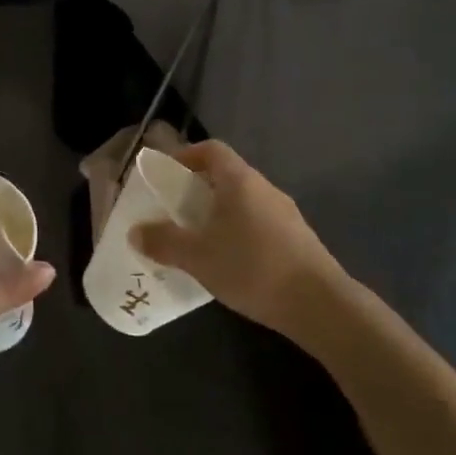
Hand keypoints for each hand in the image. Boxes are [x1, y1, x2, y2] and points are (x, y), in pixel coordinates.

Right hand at [130, 140, 343, 333]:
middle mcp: (264, 188)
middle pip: (227, 175)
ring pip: (244, 202)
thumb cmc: (252, 267)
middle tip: (175, 212)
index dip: (187, 155)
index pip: (211, 150)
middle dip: (198, 190)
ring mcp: (285, 213)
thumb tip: (135, 233)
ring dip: (219, 214)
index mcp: (240, 180)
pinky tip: (230, 263)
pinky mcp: (297, 239)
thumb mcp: (198, 257)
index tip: (167, 175)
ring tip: (199, 240)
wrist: (319, 304)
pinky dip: (239, 232)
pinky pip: (259, 224)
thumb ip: (164, 242)